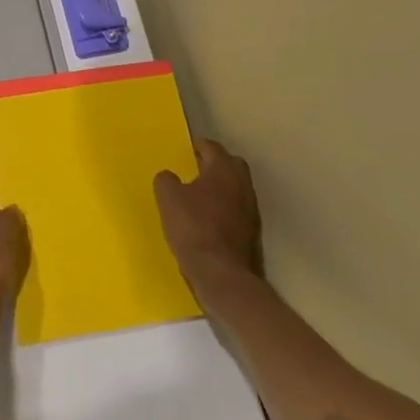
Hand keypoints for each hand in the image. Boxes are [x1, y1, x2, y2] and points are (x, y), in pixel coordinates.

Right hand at [154, 139, 261, 296]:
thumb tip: (170, 176)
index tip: (186, 150)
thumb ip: (166, 180)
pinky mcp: (252, 231)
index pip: (212, 147)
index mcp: (224, 169)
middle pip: (229, 164)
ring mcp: (251, 208)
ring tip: (199, 195)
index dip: (197, 146)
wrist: (221, 272)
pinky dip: (225, 208)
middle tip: (194, 169)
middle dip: (214, 164)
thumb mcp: (168, 198)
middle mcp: (242, 183)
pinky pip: (236, 209)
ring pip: (235, 187)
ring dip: (220, 187)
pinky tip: (209, 218)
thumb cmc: (193, 227)